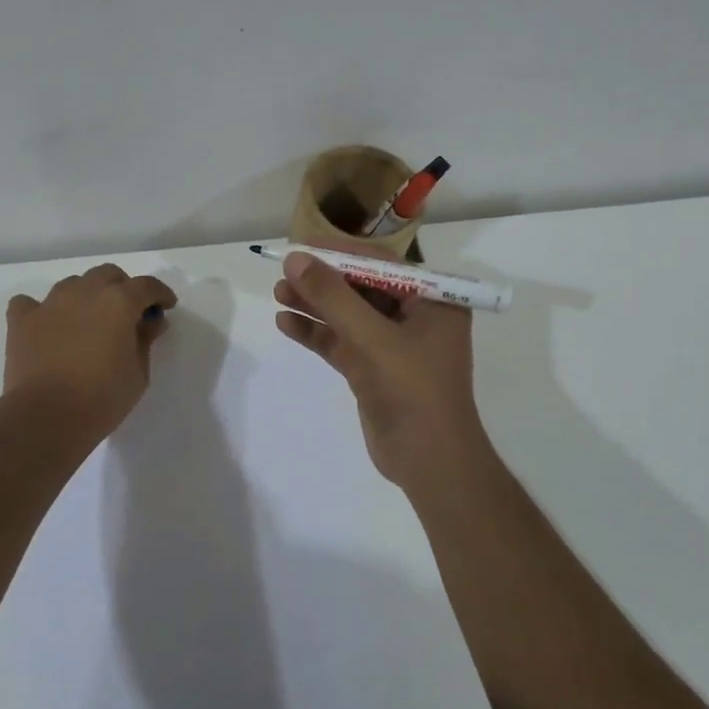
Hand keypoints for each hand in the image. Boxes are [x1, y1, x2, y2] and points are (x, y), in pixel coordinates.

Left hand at [5, 264, 176, 443]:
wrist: (46, 417)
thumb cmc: (103, 397)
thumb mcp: (139, 372)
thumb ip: (145, 340)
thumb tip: (151, 321)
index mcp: (119, 301)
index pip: (146, 285)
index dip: (160, 294)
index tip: (166, 306)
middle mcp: (85, 292)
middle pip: (108, 275)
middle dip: (122, 288)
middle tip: (128, 314)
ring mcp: (50, 303)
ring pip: (73, 284)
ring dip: (86, 295)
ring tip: (89, 321)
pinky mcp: (22, 320)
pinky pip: (30, 303)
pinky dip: (41, 310)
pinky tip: (48, 326)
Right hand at [273, 246, 489, 489]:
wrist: (429, 462)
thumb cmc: (412, 390)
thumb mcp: (371, 338)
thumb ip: (332, 297)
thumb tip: (295, 260)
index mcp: (431, 300)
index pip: (381, 264)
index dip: (340, 253)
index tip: (302, 246)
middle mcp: (414, 317)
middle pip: (360, 288)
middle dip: (322, 281)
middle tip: (283, 273)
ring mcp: (392, 345)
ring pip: (347, 315)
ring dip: (314, 305)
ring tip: (277, 294)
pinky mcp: (373, 370)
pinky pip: (341, 342)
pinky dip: (316, 333)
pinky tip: (286, 323)